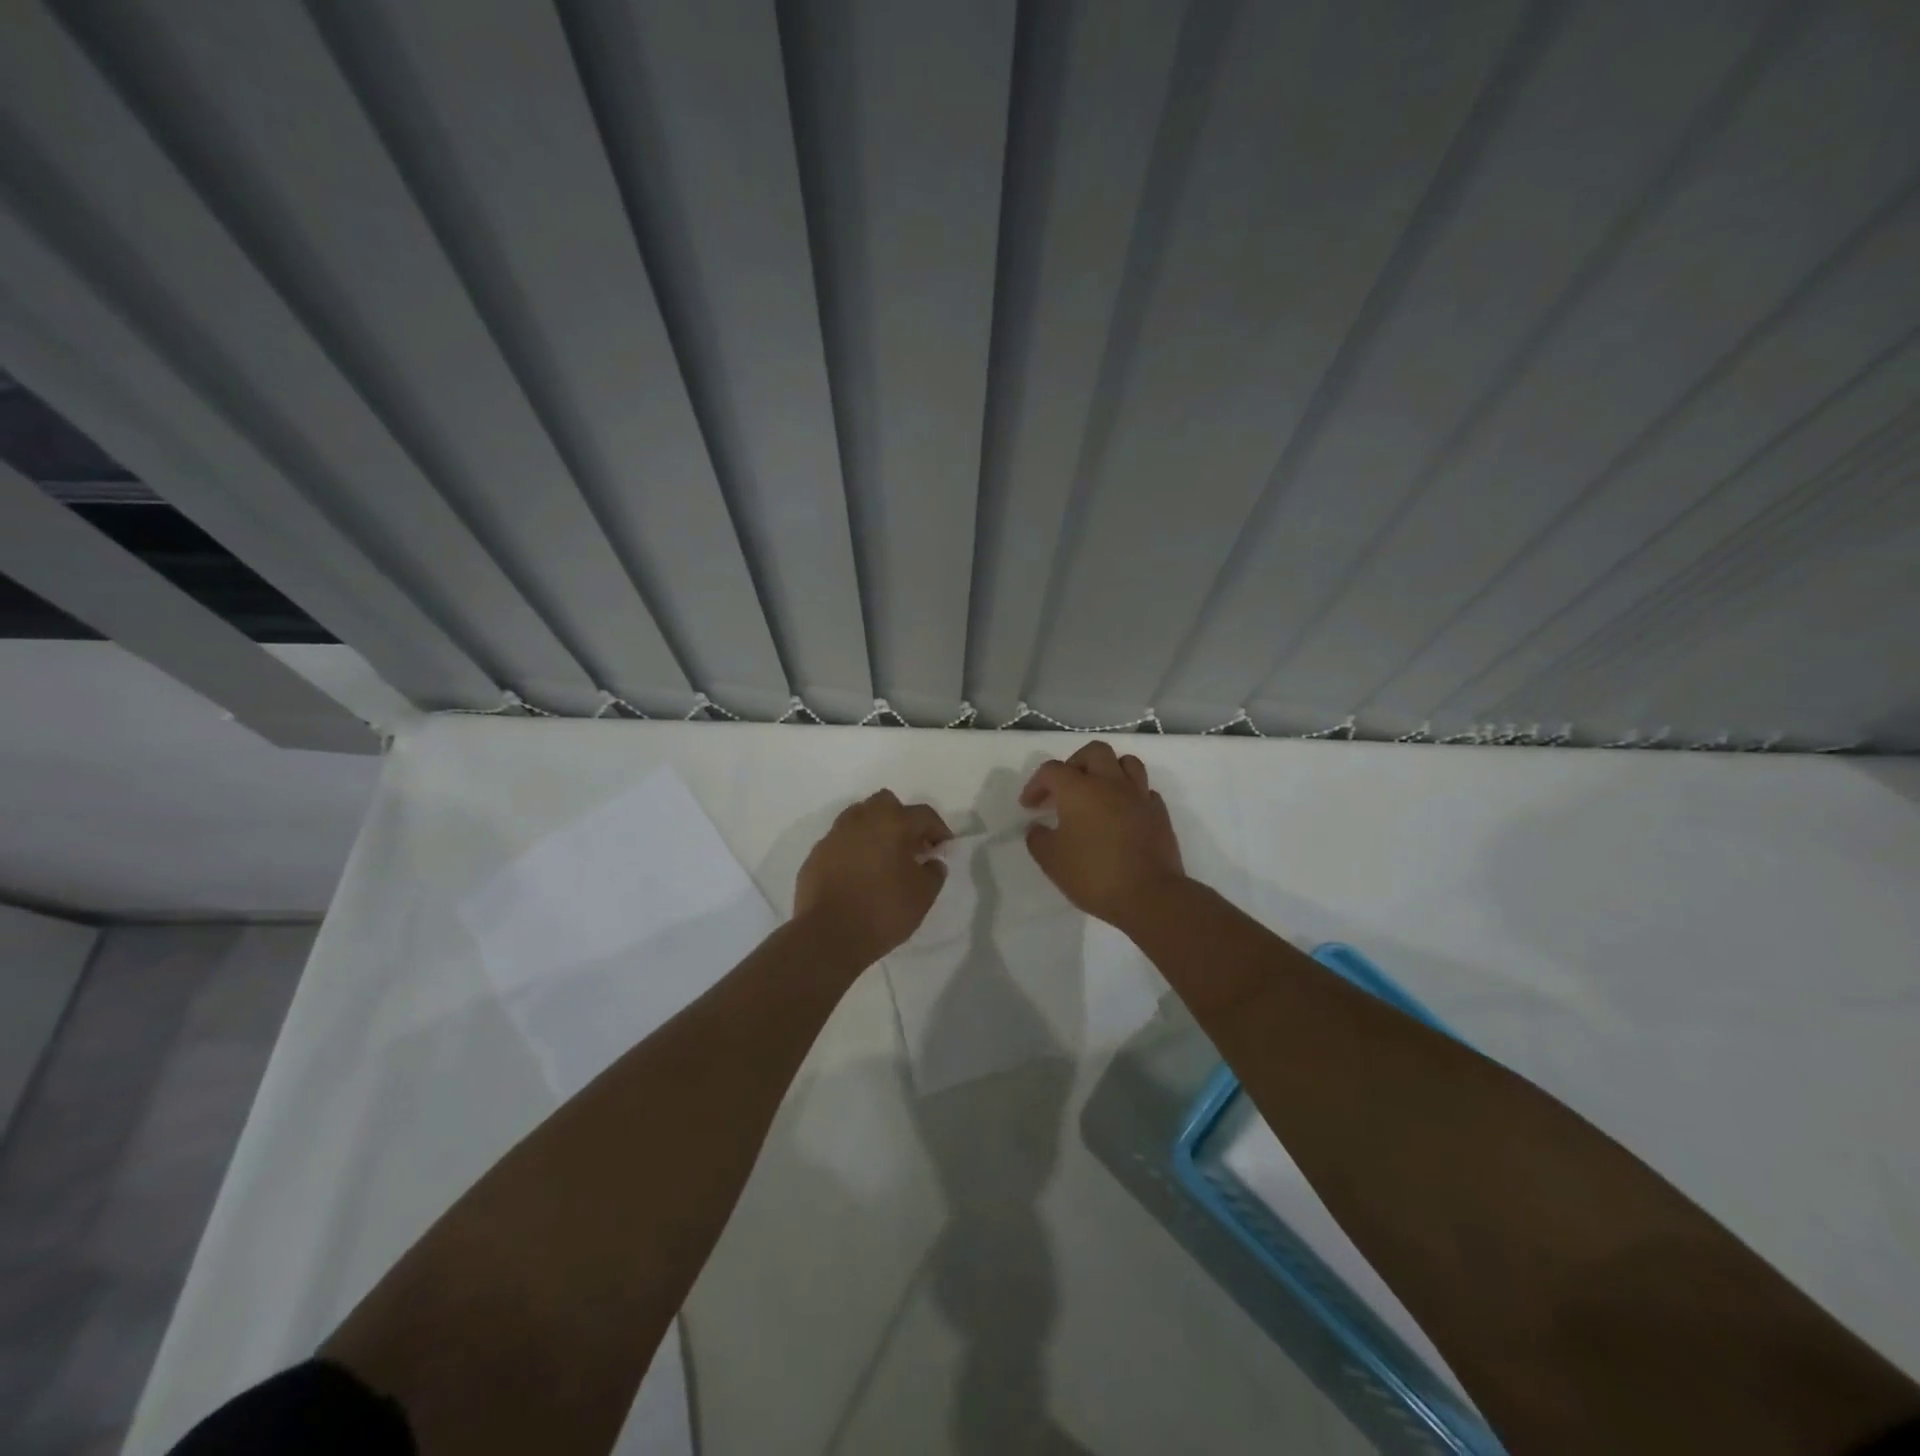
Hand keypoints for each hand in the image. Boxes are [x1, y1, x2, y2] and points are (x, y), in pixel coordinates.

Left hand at [794, 789, 951, 966]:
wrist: (828, 935)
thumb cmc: (883, 911)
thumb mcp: (923, 896)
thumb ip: (934, 872)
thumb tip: (932, 862)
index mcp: (893, 823)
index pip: (924, 815)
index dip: (938, 829)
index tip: (943, 846)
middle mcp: (862, 820)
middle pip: (886, 804)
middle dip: (902, 819)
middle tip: (910, 846)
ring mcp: (835, 835)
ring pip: (859, 817)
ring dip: (875, 830)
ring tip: (883, 857)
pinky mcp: (816, 854)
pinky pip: (841, 841)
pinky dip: (853, 849)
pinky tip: (858, 873)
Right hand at [1021, 741, 1186, 927]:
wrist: (1149, 895)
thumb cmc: (1094, 875)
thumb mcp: (1051, 861)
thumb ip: (1038, 839)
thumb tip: (1037, 827)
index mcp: (1079, 789)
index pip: (1052, 770)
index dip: (1036, 784)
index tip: (1030, 806)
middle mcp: (1110, 783)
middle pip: (1094, 752)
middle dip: (1075, 763)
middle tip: (1066, 788)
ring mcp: (1139, 795)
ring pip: (1126, 763)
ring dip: (1108, 771)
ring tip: (1098, 792)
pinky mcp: (1159, 812)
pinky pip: (1144, 790)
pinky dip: (1130, 795)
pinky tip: (1122, 814)